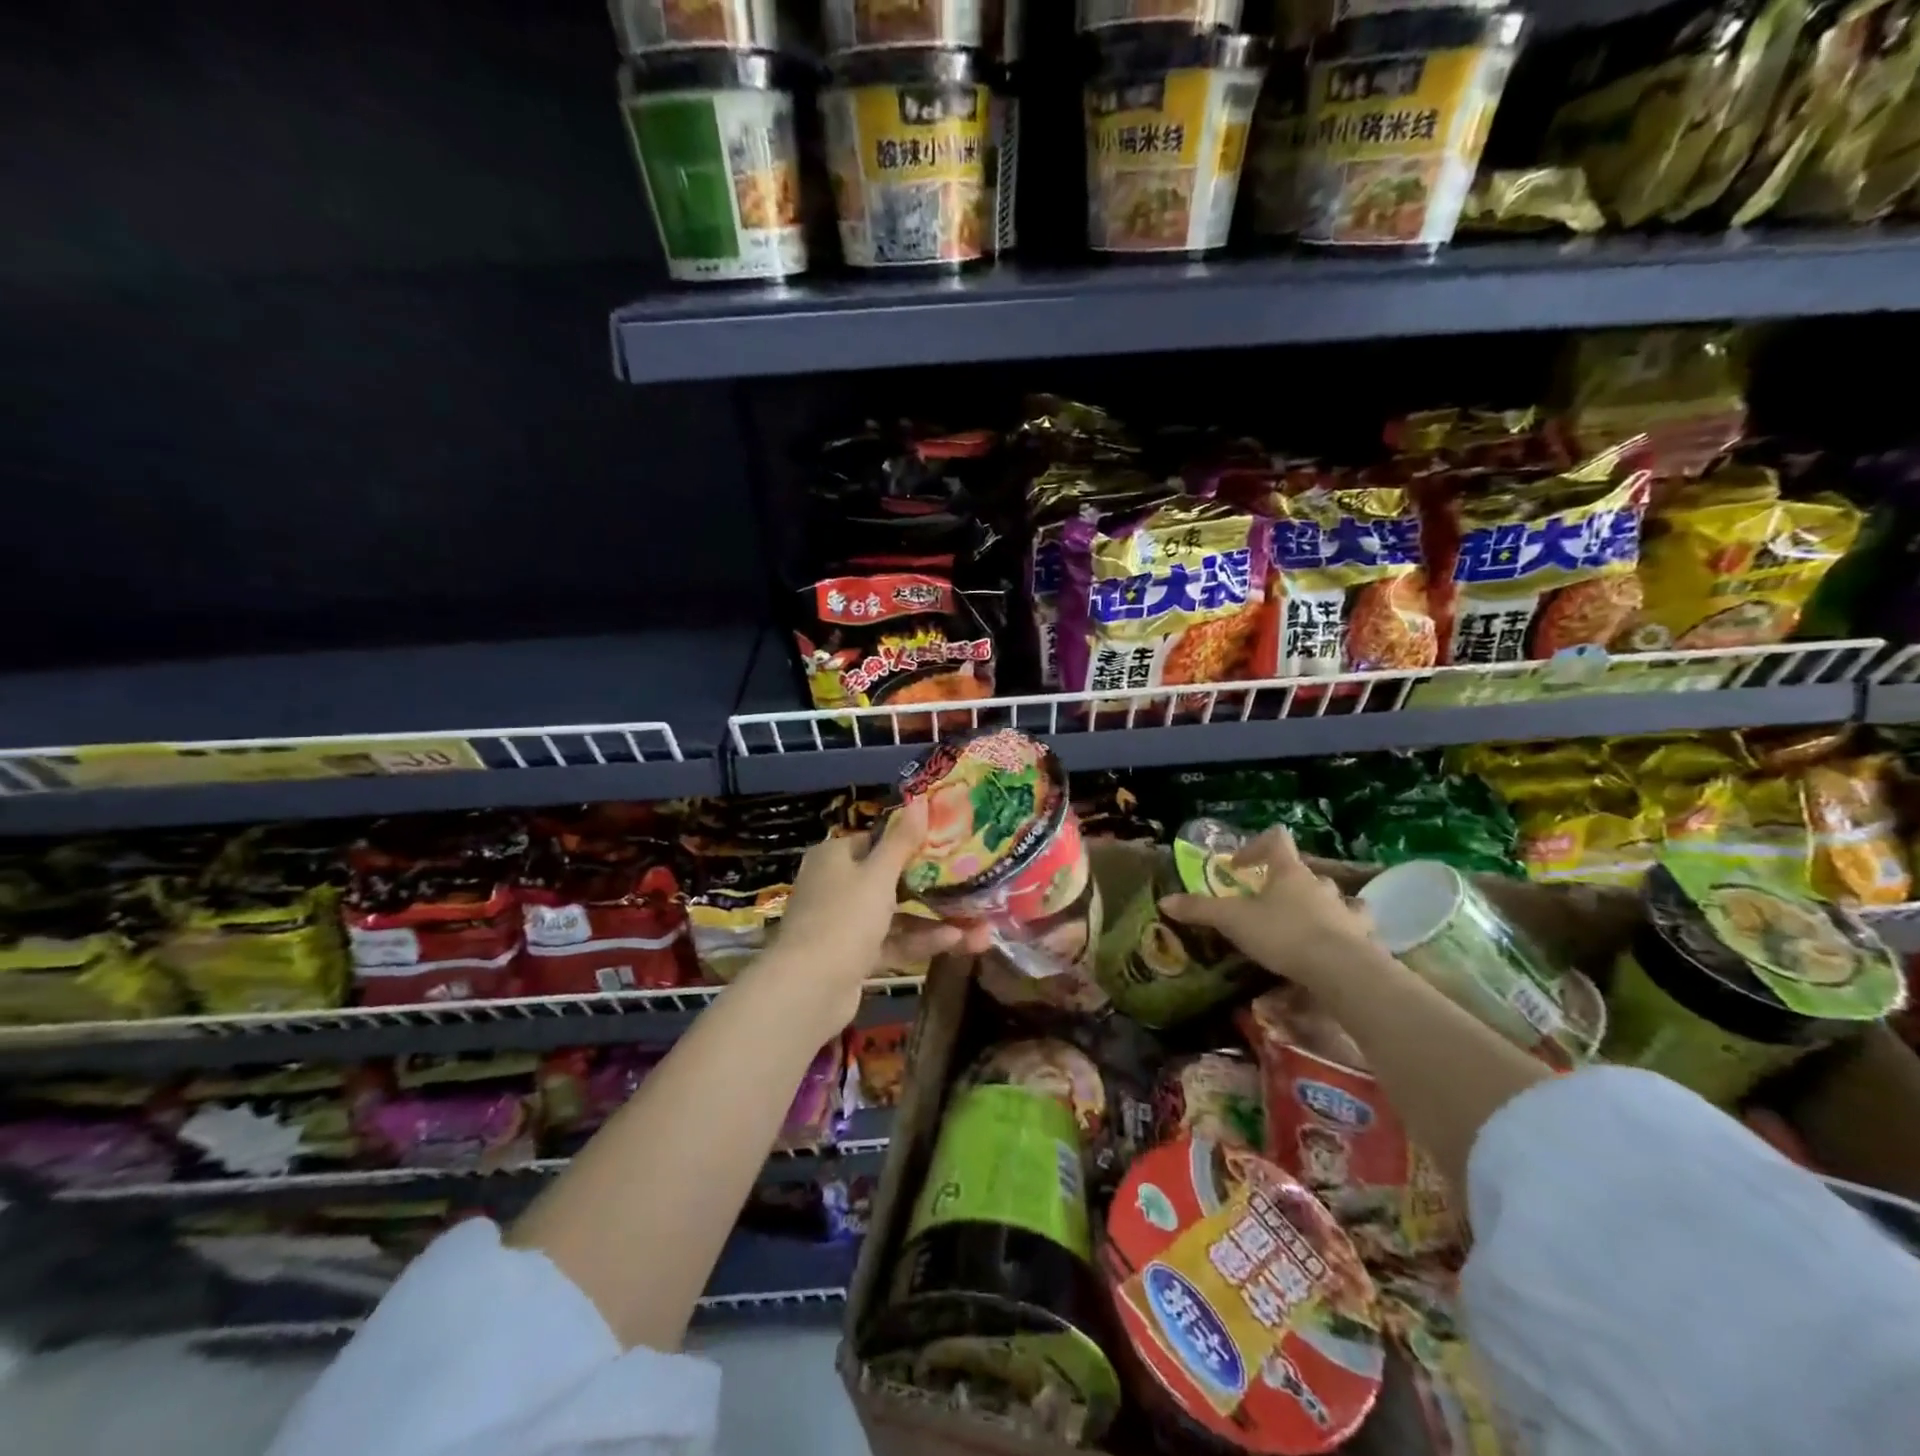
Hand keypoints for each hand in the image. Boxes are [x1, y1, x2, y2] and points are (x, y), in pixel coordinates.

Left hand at [763, 798, 989, 1030]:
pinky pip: (892, 941)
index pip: (877, 840)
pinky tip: (957, 941)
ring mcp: (845, 922)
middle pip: (890, 879)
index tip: (949, 843)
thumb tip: (920, 799)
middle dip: (932, 886)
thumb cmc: (844, 917)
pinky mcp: (854, 955)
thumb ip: (902, 840)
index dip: (911, 841)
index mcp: (835, 857)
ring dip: (934, 918)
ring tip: (979, 926)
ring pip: (896, 914)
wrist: (809, 988)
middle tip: (971, 884)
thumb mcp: (878, 875)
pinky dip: (920, 940)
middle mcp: (837, 885)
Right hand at [1158, 827, 1373, 992]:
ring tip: (1306, 922)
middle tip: (1267, 901)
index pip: (1276, 839)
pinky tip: (1336, 945)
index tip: (1238, 866)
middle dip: (1285, 882)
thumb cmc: (1283, 934)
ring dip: (1320, 904)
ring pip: (1334, 897)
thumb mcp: (1233, 921)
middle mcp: (1319, 884)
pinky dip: (1345, 932)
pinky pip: (1355, 927)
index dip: (1256, 846)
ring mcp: (1345, 909)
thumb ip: (1200, 910)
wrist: (1341, 970)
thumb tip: (1164, 901)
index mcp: (1288, 872)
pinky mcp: (1362, 937)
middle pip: (1302, 871)